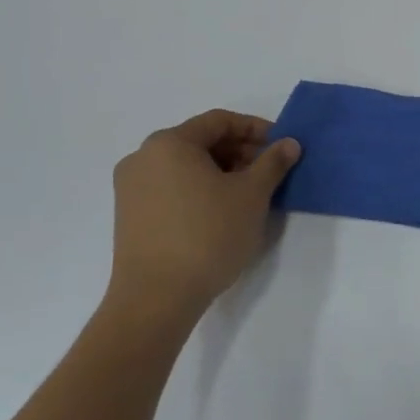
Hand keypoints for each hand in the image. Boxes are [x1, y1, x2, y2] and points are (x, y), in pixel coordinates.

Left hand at [107, 109, 299, 332]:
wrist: (156, 298)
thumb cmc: (208, 235)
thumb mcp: (252, 195)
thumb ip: (273, 162)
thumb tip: (289, 143)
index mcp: (170, 143)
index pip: (220, 121)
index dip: (256, 129)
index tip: (282, 147)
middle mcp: (144, 157)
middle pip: (201, 141)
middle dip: (240, 151)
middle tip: (270, 172)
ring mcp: (131, 187)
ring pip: (186, 165)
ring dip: (222, 171)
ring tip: (250, 194)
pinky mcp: (130, 214)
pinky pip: (172, 186)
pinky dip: (200, 188)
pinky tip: (222, 211)